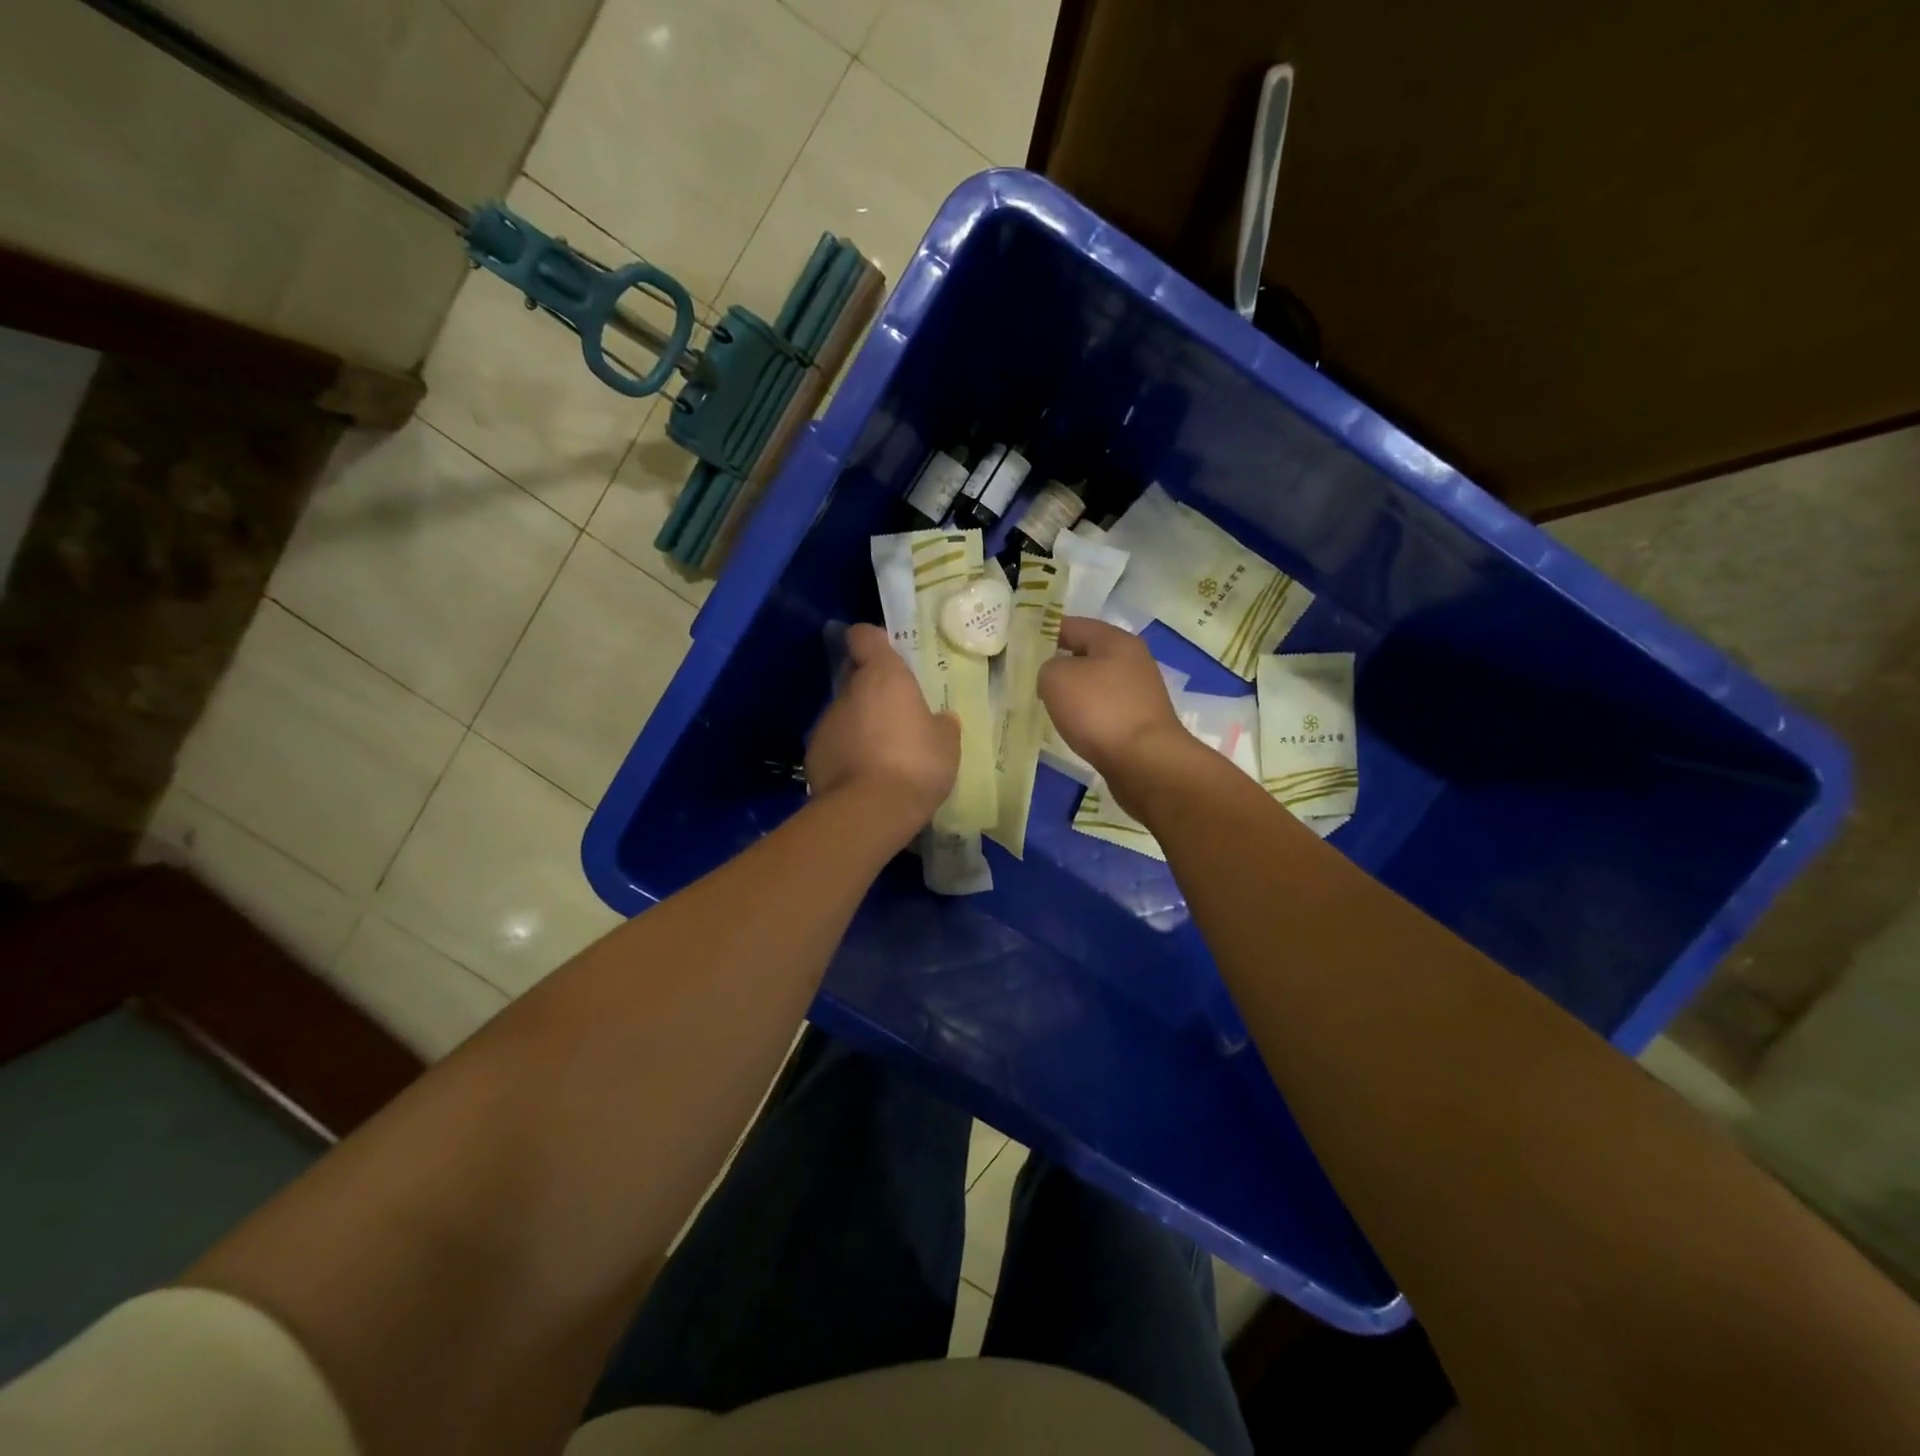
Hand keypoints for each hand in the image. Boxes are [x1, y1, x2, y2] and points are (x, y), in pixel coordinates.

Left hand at [807, 624, 959, 840]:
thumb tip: (941, 719)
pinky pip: (834, 744)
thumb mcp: (946, 744)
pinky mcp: (813, 754)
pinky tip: (865, 776)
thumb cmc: (916, 764)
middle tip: (895, 709)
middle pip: (854, 675)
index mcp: (883, 676)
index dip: (873, 640)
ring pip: (844, 712)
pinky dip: (847, 752)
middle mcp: (848, 691)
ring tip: (882, 752)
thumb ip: (941, 725)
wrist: (869, 811)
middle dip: (870, 687)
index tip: (886, 652)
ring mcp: (826, 722)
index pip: (864, 636)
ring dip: (860, 723)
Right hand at [1039, 618, 1200, 805]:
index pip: (1073, 625)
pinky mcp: (1140, 722)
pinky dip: (1087, 715)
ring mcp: (1140, 693)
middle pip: (1088, 654)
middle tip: (1031, 676)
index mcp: (1115, 640)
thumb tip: (1055, 677)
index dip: (1046, 631)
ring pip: (1096, 684)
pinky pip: (1104, 710)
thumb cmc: (1099, 710)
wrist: (1144, 761)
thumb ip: (1047, 667)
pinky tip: (1073, 727)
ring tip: (1047, 704)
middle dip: (1060, 663)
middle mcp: (1133, 661)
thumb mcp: (1056, 678)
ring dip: (1074, 692)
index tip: (1022, 643)